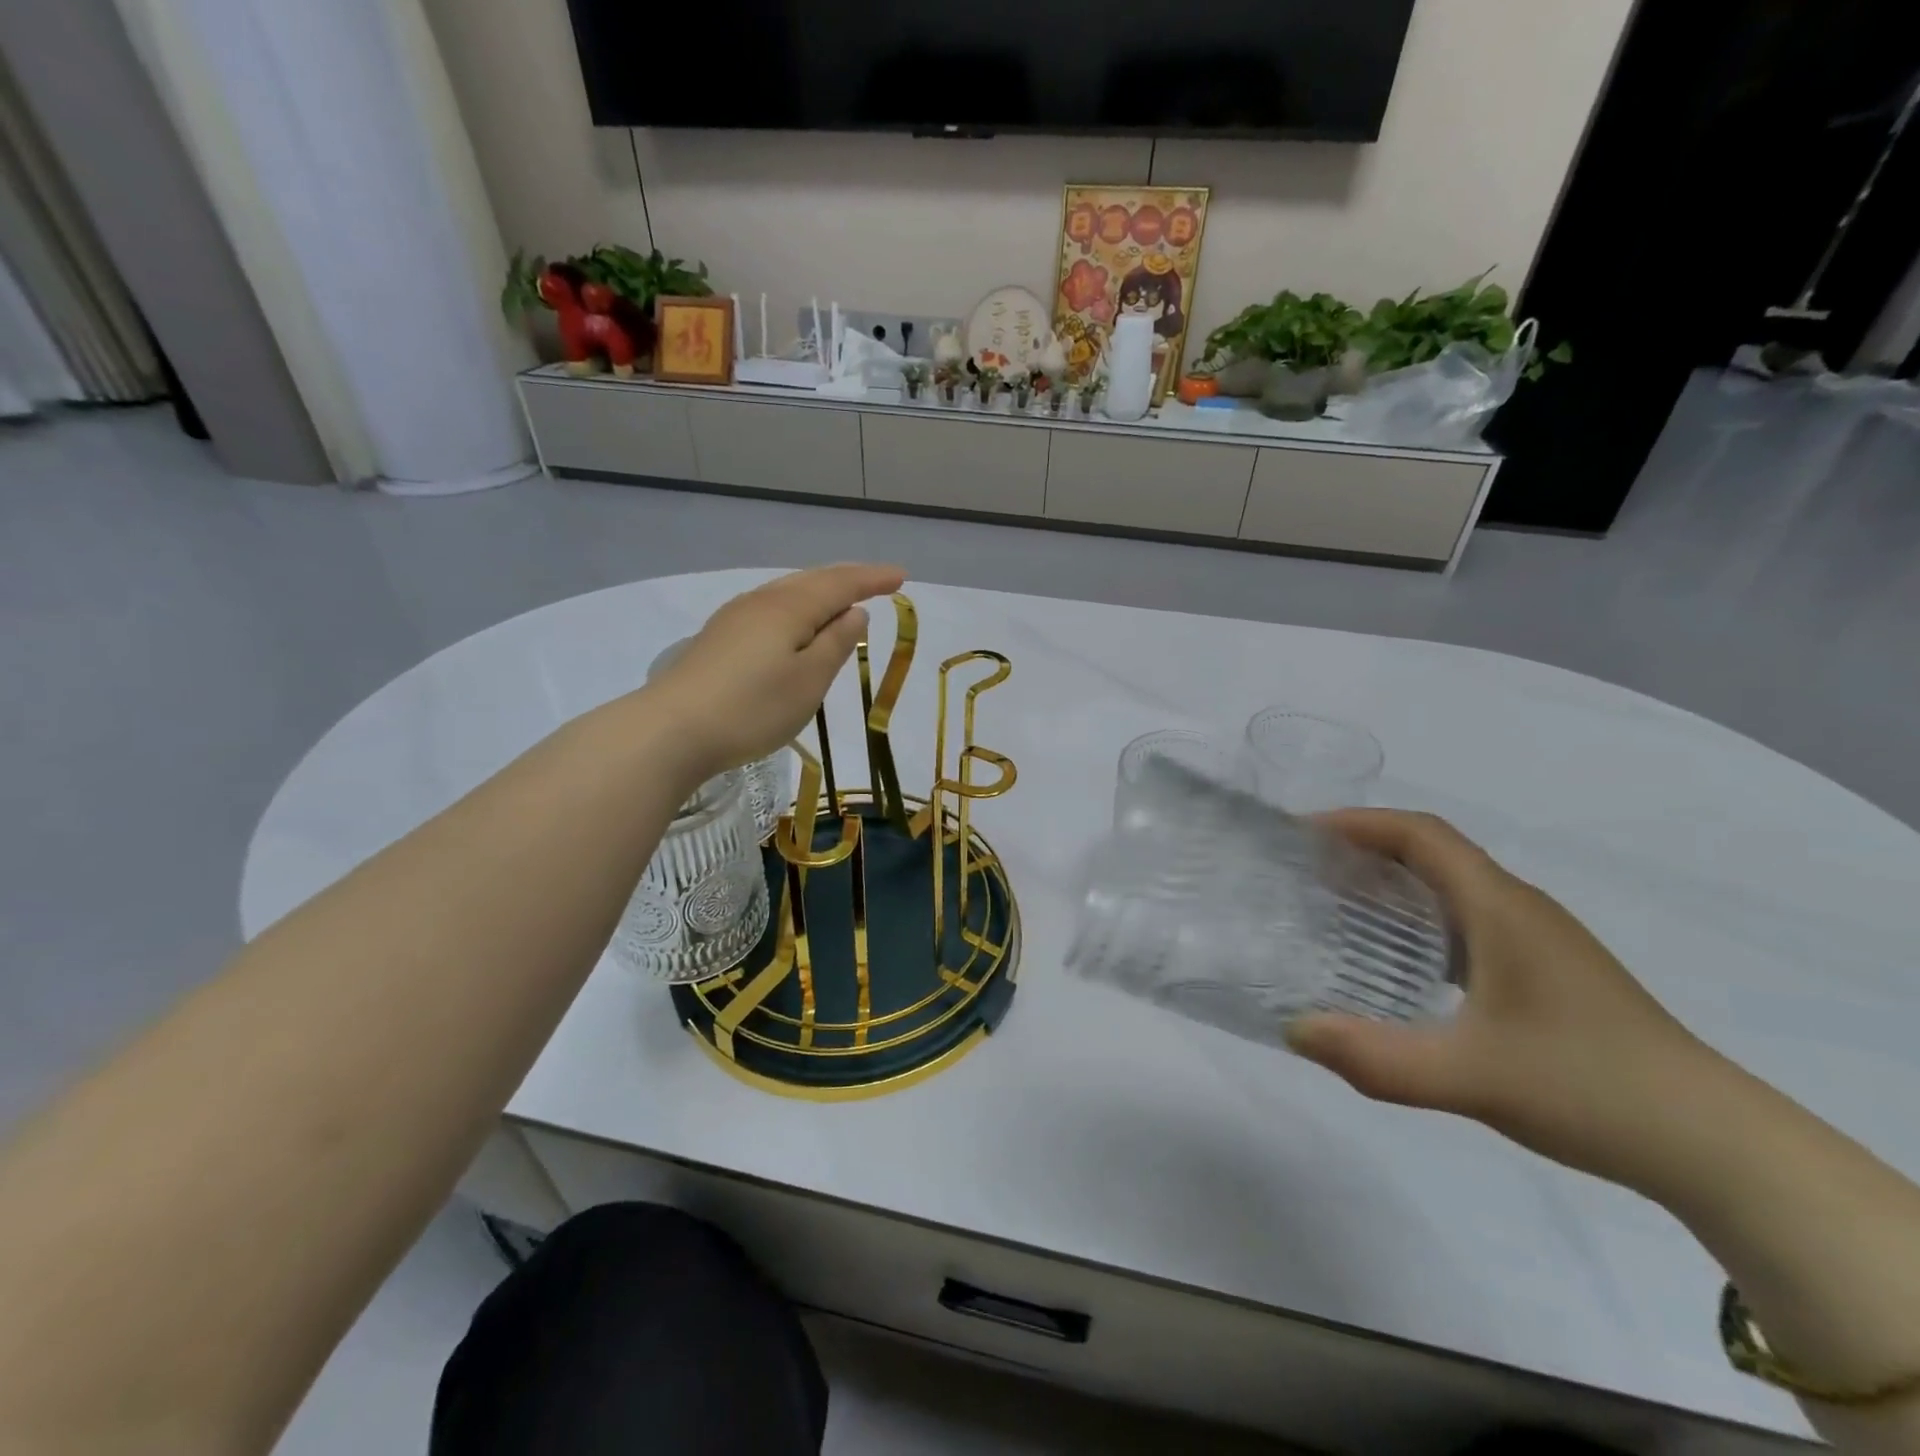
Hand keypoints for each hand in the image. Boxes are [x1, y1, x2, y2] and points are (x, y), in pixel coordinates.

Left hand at [642, 564, 905, 784]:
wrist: (671, 730)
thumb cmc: (753, 708)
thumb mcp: (809, 681)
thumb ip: (836, 644)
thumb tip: (854, 613)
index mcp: (790, 607)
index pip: (841, 584)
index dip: (872, 579)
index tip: (901, 577)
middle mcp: (762, 601)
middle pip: (812, 580)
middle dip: (848, 578)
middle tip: (878, 581)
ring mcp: (735, 617)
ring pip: (789, 591)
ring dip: (821, 590)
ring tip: (842, 598)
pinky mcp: (719, 638)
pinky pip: (771, 608)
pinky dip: (798, 607)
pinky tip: (796, 622)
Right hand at [1286, 810, 1723, 1191]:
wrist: (1717, 1145)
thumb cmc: (1589, 1088)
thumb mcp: (1468, 1076)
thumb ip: (1374, 1058)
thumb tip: (1292, 1031)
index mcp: (1500, 907)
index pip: (1420, 833)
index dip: (1357, 822)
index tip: (1301, 833)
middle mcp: (1518, 908)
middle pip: (1431, 851)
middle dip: (1363, 848)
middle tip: (1304, 870)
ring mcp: (1538, 939)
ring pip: (1451, 885)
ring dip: (1391, 881)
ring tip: (1335, 906)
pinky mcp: (1546, 970)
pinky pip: (1467, 919)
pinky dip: (1419, 918)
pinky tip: (1397, 960)